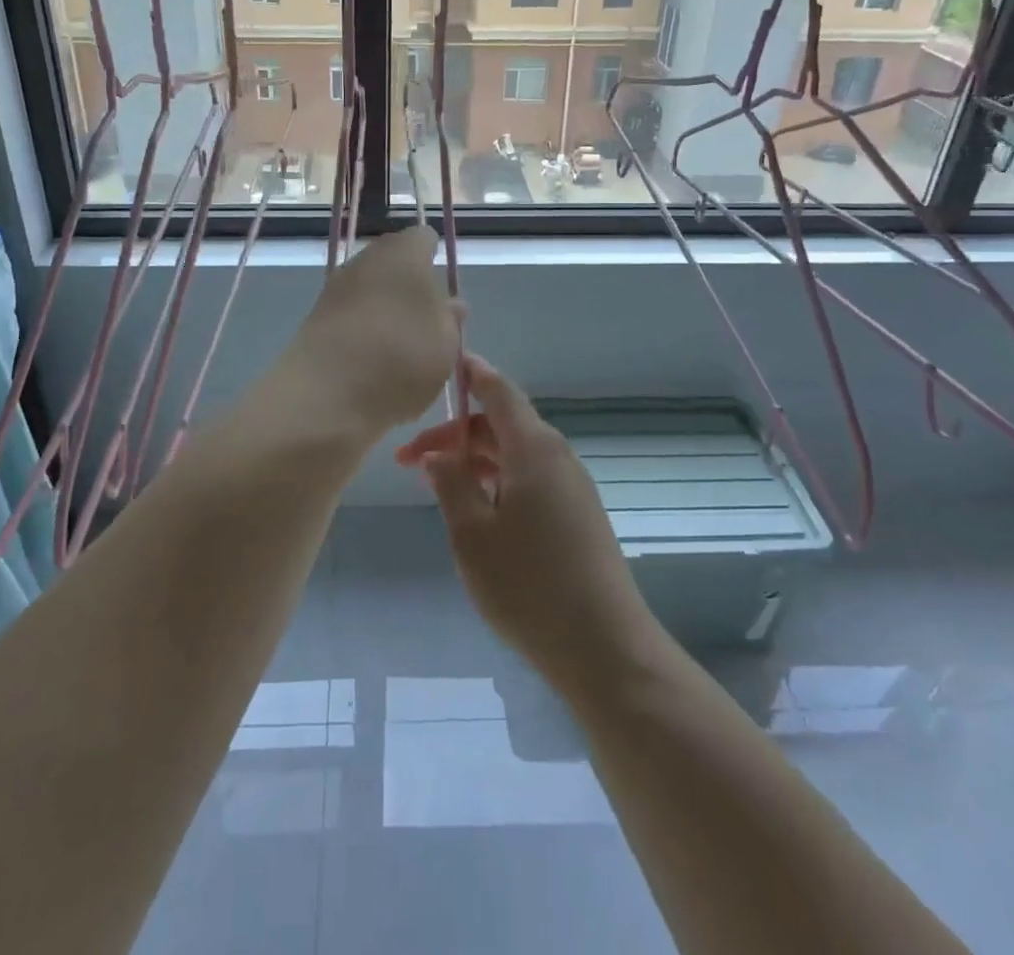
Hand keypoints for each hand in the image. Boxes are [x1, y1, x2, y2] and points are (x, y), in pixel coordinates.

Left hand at [285, 225, 462, 439]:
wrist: (327, 394)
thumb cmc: (403, 356)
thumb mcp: (447, 343)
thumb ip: (451, 319)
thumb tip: (450, 304)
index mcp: (405, 252)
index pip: (424, 239)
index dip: (435, 258)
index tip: (443, 290)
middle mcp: (367, 259)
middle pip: (394, 262)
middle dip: (410, 285)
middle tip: (427, 322)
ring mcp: (336, 286)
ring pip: (370, 288)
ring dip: (385, 308)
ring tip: (402, 348)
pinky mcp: (315, 316)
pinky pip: (350, 314)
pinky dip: (363, 329)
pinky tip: (373, 360)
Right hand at [395, 354, 656, 693]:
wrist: (605, 648)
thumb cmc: (529, 585)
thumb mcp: (472, 533)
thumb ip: (451, 483)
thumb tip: (438, 453)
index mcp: (534, 448)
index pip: (498, 390)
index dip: (470, 374)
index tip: (441, 366)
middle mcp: (557, 456)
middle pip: (501, 425)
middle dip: (455, 435)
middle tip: (408, 462)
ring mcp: (571, 486)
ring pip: (514, 455)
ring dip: (474, 461)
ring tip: (435, 487)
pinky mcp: (577, 515)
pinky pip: (530, 479)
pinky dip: (497, 481)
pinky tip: (475, 512)